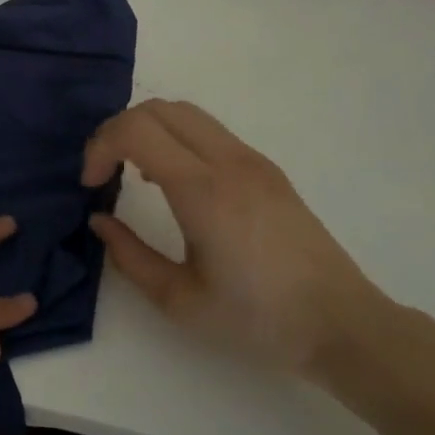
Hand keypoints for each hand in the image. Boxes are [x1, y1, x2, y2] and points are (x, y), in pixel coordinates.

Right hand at [82, 100, 386, 373]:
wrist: (343, 325)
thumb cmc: (258, 320)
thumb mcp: (180, 300)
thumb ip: (129, 256)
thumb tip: (99, 220)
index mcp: (202, 190)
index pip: (135, 130)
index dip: (99, 147)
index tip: (90, 184)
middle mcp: (228, 161)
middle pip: (157, 108)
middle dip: (117, 131)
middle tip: (103, 172)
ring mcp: (252, 160)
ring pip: (184, 112)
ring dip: (147, 130)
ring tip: (134, 174)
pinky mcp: (266, 169)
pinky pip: (208, 131)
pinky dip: (175, 138)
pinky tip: (173, 182)